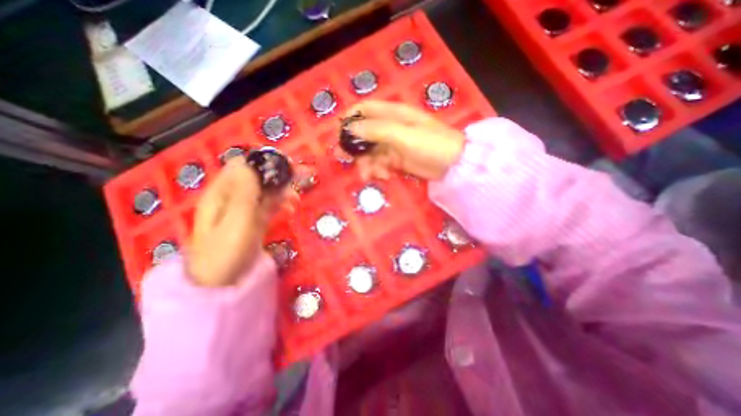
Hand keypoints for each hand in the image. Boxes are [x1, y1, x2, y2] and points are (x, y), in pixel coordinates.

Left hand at [185, 158, 286, 286]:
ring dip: (283, 190)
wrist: (222, 283)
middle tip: (302, 176)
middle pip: (258, 177)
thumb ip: (244, 192)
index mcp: (222, 192)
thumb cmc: (226, 251)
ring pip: (266, 191)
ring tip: (296, 199)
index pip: (243, 165)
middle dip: (279, 175)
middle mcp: (232, 197)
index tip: (287, 164)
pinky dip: (281, 203)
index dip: (265, 162)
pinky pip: (269, 206)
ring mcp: (244, 209)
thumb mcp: (236, 220)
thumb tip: (250, 164)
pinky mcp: (254, 220)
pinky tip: (290, 208)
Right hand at [342, 101, 460, 179]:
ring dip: (367, 163)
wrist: (452, 164)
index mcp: (392, 114)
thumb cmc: (430, 144)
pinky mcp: (397, 159)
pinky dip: (378, 170)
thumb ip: (376, 130)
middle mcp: (390, 127)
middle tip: (345, 159)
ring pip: (371, 152)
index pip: (364, 109)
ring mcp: (393, 144)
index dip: (350, 118)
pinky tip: (384, 176)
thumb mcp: (403, 134)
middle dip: (355, 147)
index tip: (339, 134)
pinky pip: (380, 163)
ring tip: (370, 175)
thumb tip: (350, 128)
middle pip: (364, 133)